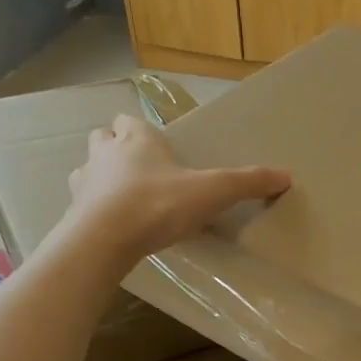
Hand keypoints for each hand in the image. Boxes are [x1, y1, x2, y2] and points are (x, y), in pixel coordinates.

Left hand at [63, 114, 288, 262]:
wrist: (105, 239)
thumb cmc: (158, 204)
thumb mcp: (212, 192)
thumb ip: (247, 183)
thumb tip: (287, 175)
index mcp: (136, 139)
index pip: (129, 120)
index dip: (139, 130)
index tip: (157, 147)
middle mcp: (104, 153)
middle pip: (103, 138)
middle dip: (117, 148)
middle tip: (141, 169)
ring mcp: (84, 182)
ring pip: (88, 169)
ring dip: (102, 177)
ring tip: (125, 198)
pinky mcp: (73, 212)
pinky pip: (83, 204)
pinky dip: (95, 210)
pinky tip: (113, 226)